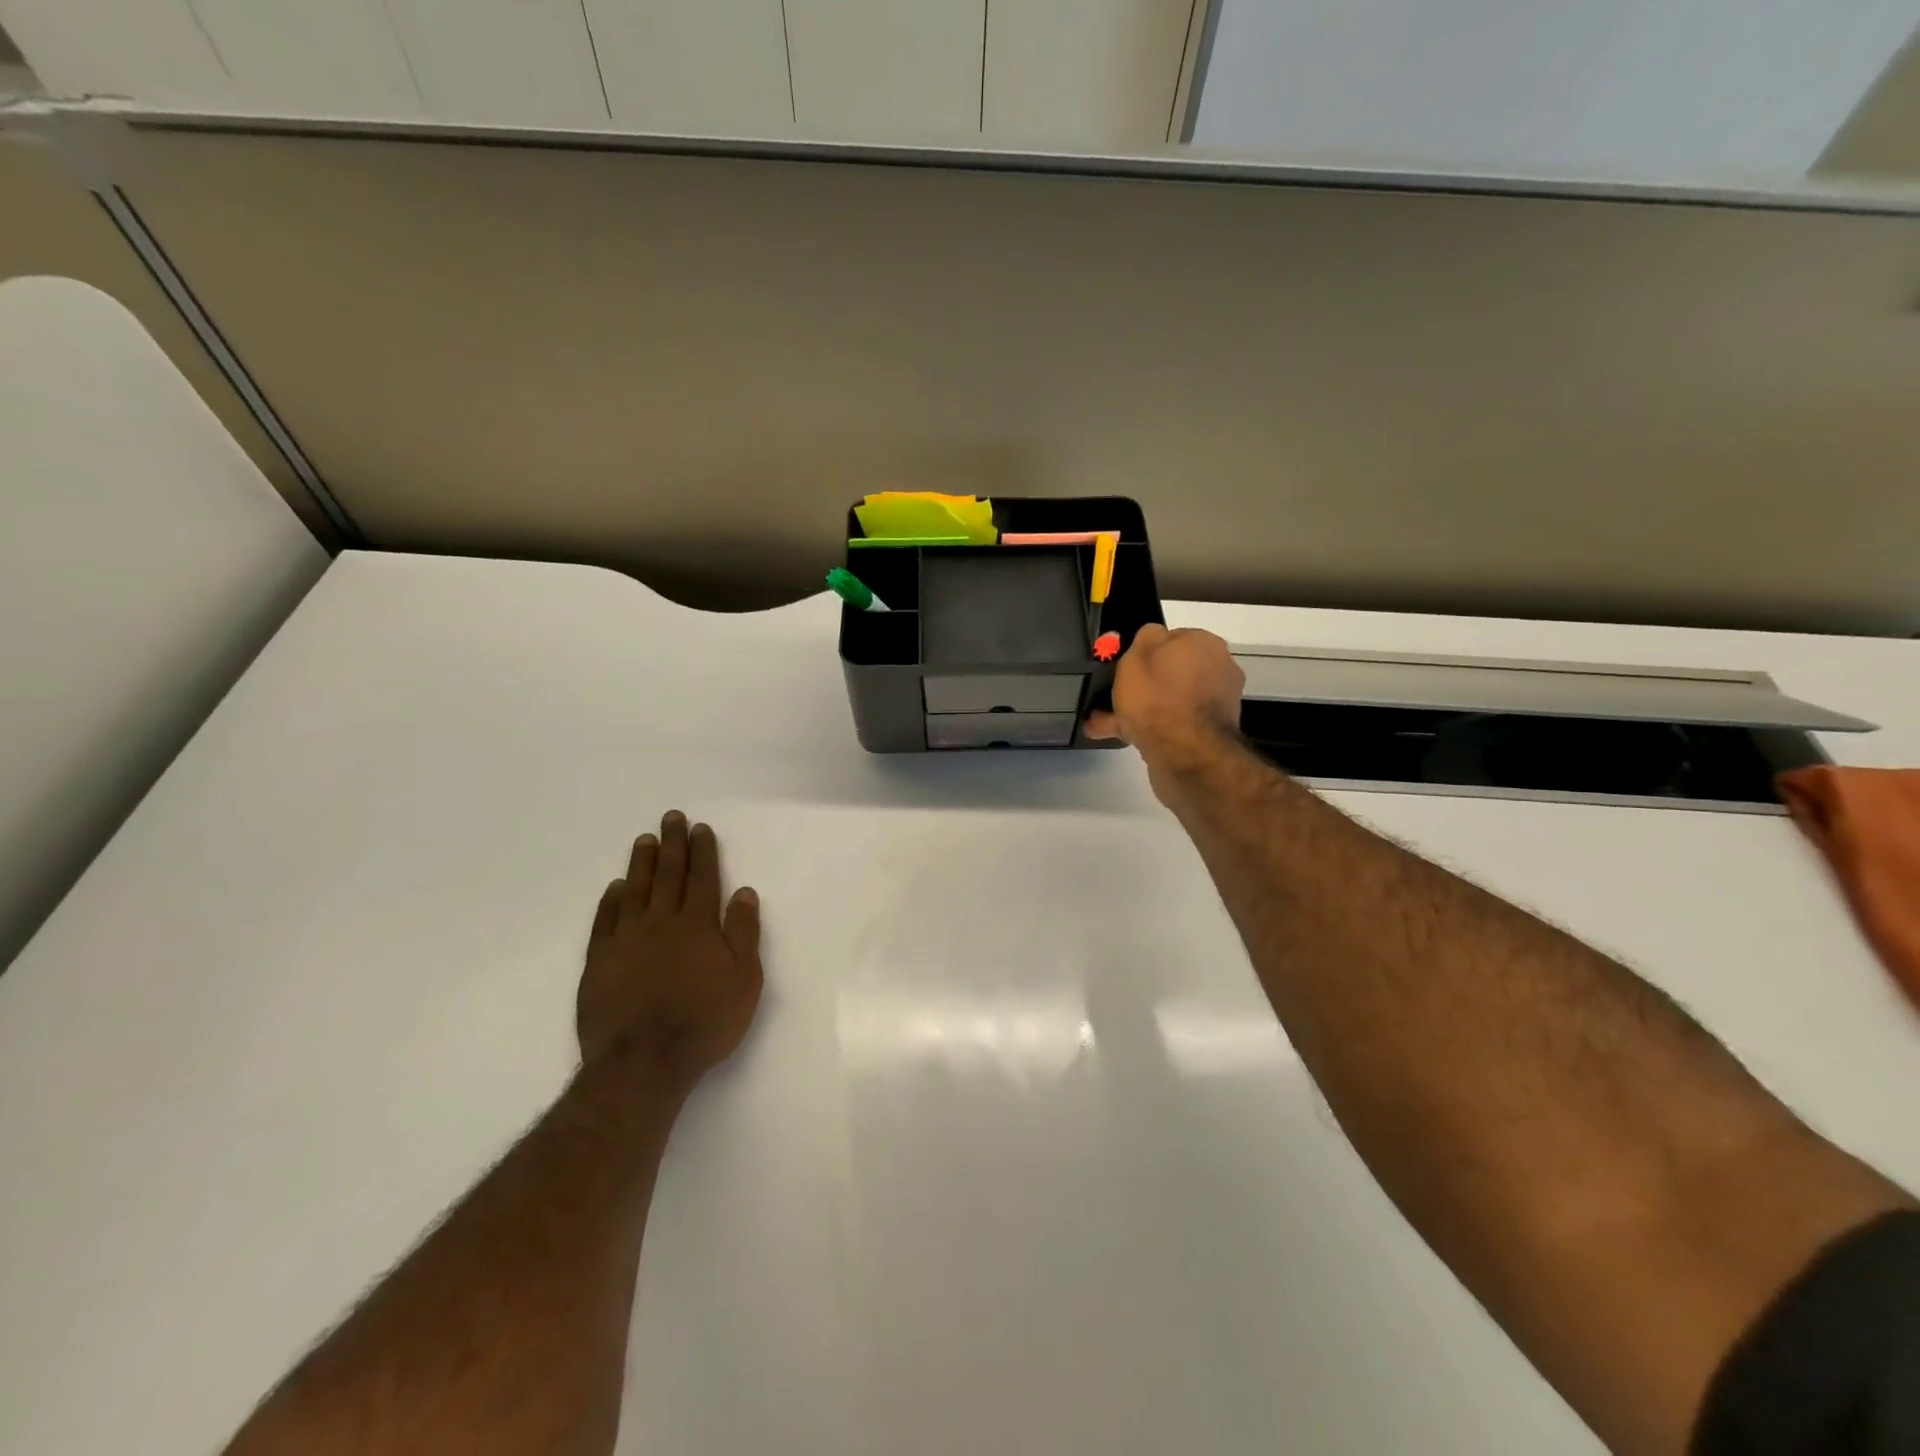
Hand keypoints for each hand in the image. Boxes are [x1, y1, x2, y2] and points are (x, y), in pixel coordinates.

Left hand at [578, 811, 763, 1088]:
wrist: (643, 1063)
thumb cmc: (705, 1022)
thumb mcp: (744, 980)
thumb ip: (744, 933)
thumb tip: (744, 892)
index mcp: (699, 925)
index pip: (703, 878)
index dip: (703, 851)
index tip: (700, 828)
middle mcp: (662, 922)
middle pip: (669, 875)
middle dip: (672, 844)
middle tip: (671, 818)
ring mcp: (627, 939)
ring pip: (635, 890)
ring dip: (641, 863)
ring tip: (644, 840)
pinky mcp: (600, 961)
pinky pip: (605, 921)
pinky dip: (611, 901)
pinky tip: (616, 888)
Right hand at [1086, 625, 1244, 772]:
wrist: (1186, 755)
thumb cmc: (1158, 698)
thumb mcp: (1138, 655)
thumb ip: (1145, 638)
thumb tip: (1153, 636)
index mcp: (1205, 644)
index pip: (1171, 638)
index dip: (1144, 652)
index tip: (1123, 667)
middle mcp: (1217, 669)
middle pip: (1170, 672)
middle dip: (1140, 685)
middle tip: (1110, 697)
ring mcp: (1215, 704)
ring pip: (1168, 700)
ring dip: (1139, 710)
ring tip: (1103, 723)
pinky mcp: (1208, 734)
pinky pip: (1171, 724)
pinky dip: (1149, 729)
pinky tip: (1120, 737)